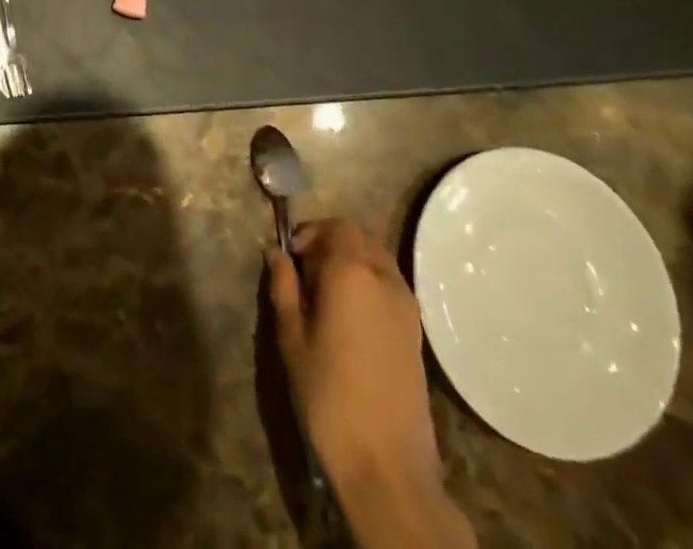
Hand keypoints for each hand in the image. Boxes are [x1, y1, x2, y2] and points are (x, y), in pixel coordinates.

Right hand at [269, 220, 453, 518]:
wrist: (389, 467)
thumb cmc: (330, 398)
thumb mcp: (292, 340)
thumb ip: (284, 289)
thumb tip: (276, 254)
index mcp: (352, 273)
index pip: (335, 226)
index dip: (310, 233)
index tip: (290, 257)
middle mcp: (385, 278)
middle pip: (359, 238)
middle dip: (330, 243)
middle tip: (305, 272)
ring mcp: (407, 306)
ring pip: (378, 259)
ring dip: (352, 262)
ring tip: (326, 296)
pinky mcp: (416, 333)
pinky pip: (390, 285)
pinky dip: (369, 283)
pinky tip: (350, 318)